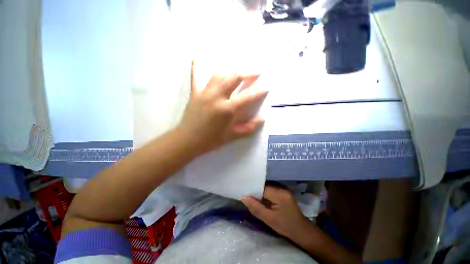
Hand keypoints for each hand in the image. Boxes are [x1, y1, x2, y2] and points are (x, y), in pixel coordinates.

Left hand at [178, 61, 267, 153]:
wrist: (188, 140)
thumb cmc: (211, 140)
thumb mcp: (232, 136)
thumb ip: (248, 128)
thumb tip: (261, 120)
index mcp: (227, 109)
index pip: (247, 96)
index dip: (258, 92)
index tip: (266, 88)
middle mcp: (217, 96)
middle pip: (234, 78)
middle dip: (247, 74)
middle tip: (255, 74)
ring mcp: (205, 92)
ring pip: (219, 75)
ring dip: (230, 73)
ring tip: (237, 75)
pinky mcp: (195, 93)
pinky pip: (195, 77)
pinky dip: (197, 67)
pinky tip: (197, 58)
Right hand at [241, 186, 311, 238]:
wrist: (301, 230)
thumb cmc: (286, 227)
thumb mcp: (269, 219)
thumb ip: (256, 208)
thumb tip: (243, 198)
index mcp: (279, 194)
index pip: (262, 188)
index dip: (252, 190)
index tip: (243, 193)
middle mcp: (281, 188)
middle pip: (264, 187)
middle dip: (255, 191)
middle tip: (245, 196)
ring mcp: (282, 189)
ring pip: (266, 188)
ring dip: (259, 193)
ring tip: (250, 197)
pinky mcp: (282, 192)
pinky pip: (270, 191)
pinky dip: (264, 194)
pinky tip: (259, 199)